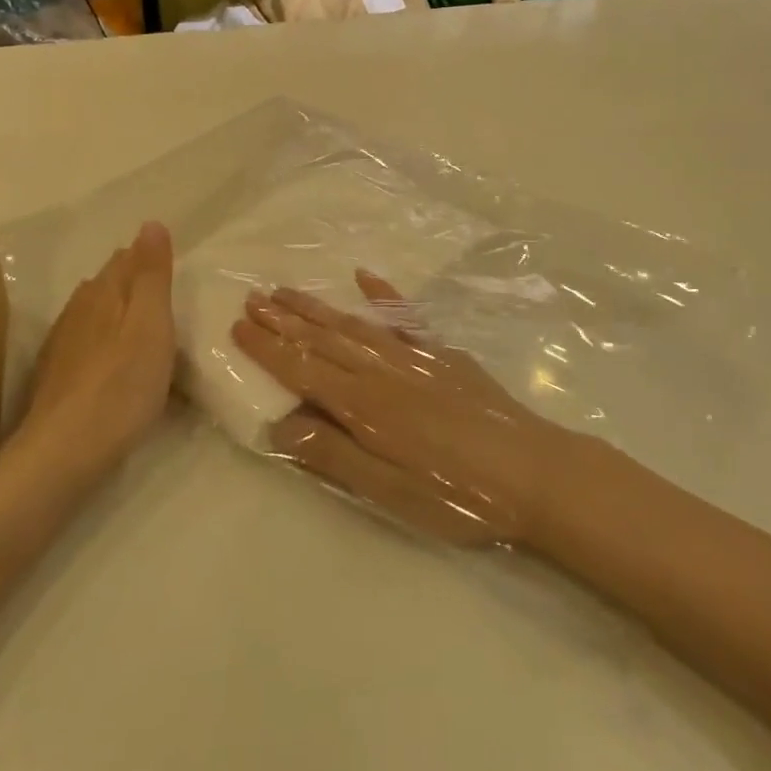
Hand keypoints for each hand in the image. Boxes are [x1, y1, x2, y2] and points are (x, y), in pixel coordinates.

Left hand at [21, 222, 175, 477]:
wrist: (65, 451)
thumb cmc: (122, 384)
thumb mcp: (151, 323)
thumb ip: (152, 274)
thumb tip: (151, 222)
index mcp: (103, 292)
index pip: (126, 258)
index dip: (149, 257)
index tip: (173, 267)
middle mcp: (78, 309)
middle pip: (108, 284)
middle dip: (134, 282)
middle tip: (167, 296)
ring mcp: (63, 344)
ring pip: (95, 313)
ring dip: (118, 313)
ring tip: (146, 326)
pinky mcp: (57, 377)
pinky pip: (87, 344)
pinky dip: (105, 343)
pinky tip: (115, 363)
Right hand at [232, 271, 570, 547]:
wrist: (532, 472)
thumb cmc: (455, 494)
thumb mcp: (387, 490)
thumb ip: (333, 454)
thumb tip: (280, 423)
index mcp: (363, 405)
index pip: (302, 369)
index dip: (268, 349)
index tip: (238, 326)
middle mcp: (381, 370)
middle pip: (323, 339)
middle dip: (284, 319)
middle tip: (252, 297)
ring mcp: (413, 356)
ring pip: (353, 324)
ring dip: (317, 307)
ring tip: (287, 291)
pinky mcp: (442, 354)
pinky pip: (404, 316)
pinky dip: (383, 294)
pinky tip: (364, 276)